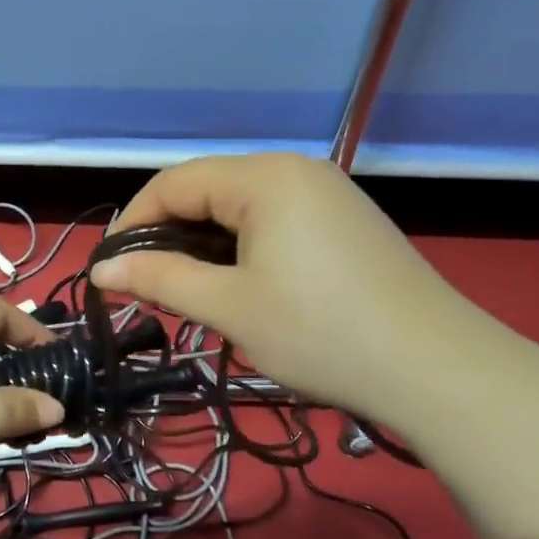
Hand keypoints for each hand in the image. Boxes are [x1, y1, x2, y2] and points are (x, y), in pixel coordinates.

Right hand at [90, 155, 472, 421]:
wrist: (436, 369)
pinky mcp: (347, 222)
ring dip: (205, 244)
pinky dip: (243, 248)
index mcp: (265, 176)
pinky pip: (276, 221)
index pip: (175, 182)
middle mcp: (296, 170)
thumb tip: (102, 270)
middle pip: (209, 189)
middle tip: (146, 286)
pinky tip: (242, 284)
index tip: (109, 267)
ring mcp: (328, 194)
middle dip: (169, 235)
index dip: (134, 222)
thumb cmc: (319, 332)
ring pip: (242, 207)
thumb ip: (160, 279)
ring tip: (189, 290)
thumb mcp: (229, 307)